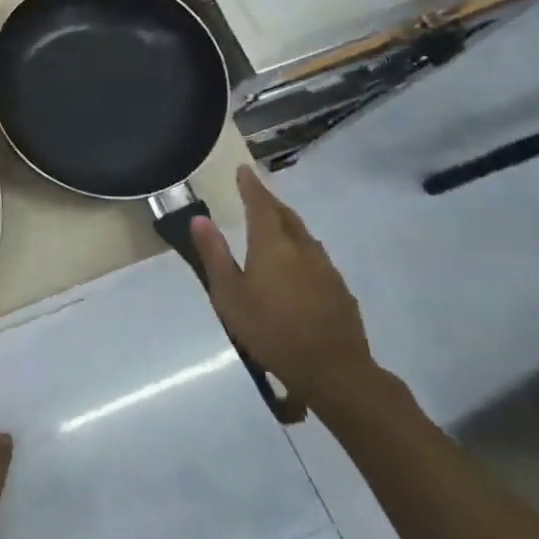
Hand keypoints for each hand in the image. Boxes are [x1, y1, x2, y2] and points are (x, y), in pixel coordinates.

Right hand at [189, 167, 375, 410]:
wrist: (332, 369)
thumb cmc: (270, 330)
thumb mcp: (229, 295)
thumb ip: (214, 255)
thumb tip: (199, 219)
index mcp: (272, 246)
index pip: (260, 205)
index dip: (251, 186)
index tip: (244, 170)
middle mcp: (302, 248)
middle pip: (286, 216)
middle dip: (270, 202)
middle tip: (256, 194)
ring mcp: (325, 268)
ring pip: (304, 235)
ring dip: (287, 224)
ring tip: (274, 225)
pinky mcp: (339, 288)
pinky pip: (315, 257)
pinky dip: (300, 249)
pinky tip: (295, 265)